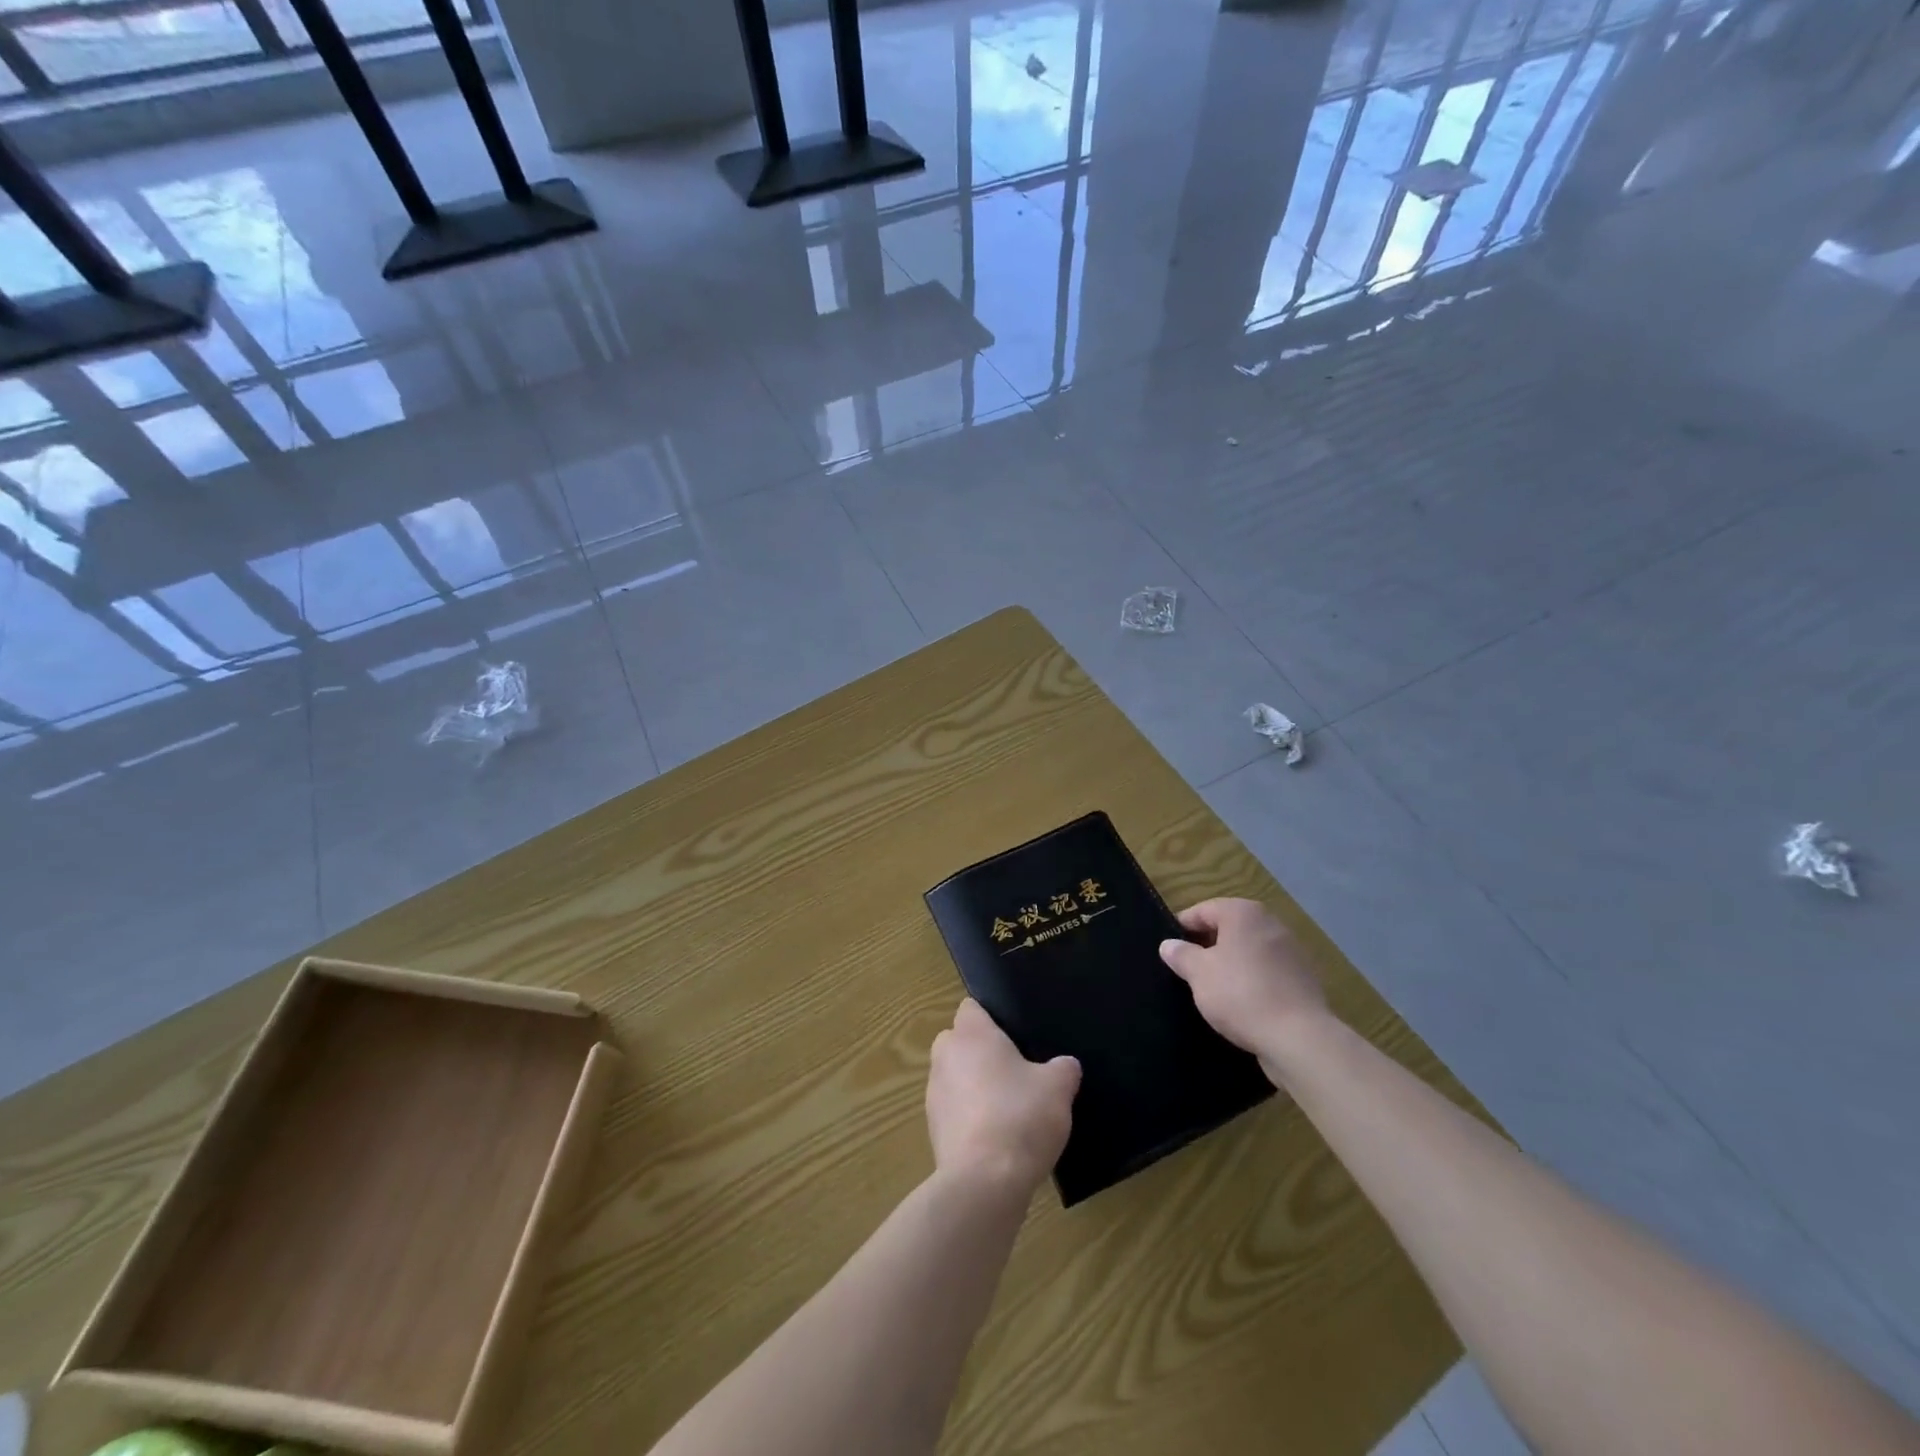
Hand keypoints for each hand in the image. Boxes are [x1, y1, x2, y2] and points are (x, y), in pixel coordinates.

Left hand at [927, 999, 1079, 1193]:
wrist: (984, 1182)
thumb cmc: (1020, 1116)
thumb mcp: (1058, 1088)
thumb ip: (1064, 1069)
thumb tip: (1066, 1065)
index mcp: (970, 1033)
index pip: (971, 1008)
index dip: (992, 1018)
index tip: (1016, 1036)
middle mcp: (945, 1056)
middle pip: (960, 1042)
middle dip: (982, 1052)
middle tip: (1017, 1070)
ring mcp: (934, 1093)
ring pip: (955, 1077)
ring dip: (975, 1087)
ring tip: (1010, 1109)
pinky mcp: (933, 1130)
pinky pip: (954, 1111)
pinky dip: (971, 1118)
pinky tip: (998, 1138)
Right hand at [1160, 899, 1328, 1062]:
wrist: (1299, 1038)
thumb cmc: (1241, 994)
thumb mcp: (1199, 973)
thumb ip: (1181, 955)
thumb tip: (1168, 944)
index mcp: (1243, 913)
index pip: (1203, 910)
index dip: (1182, 927)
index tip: (1169, 948)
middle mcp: (1270, 923)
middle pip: (1228, 928)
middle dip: (1207, 946)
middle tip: (1186, 969)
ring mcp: (1291, 951)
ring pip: (1248, 951)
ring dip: (1230, 964)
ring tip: (1211, 989)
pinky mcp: (1303, 979)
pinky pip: (1267, 972)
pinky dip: (1251, 981)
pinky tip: (1240, 1004)